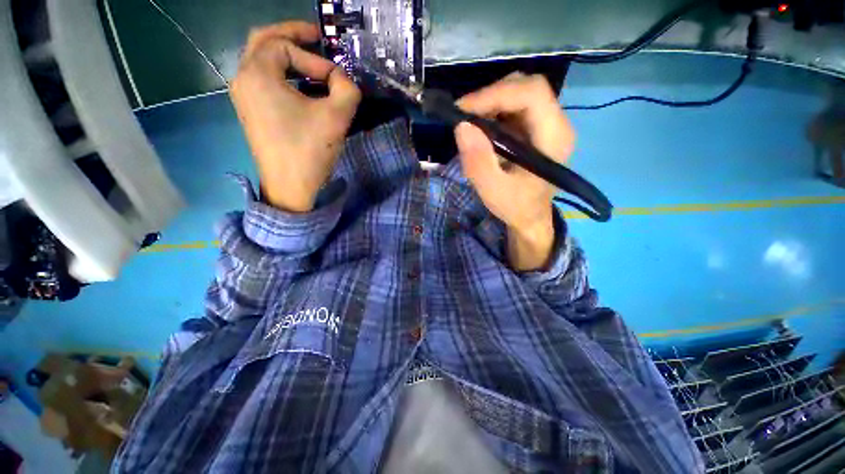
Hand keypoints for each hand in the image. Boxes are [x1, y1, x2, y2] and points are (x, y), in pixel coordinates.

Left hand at [230, 21, 360, 211]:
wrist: (291, 188)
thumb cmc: (310, 151)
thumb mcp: (336, 116)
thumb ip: (347, 87)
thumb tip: (342, 79)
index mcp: (257, 73)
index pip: (286, 47)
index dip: (315, 59)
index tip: (336, 79)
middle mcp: (243, 78)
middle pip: (263, 40)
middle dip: (292, 36)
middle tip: (316, 38)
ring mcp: (244, 96)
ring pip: (261, 60)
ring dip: (287, 55)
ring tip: (311, 62)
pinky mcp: (252, 112)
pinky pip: (263, 80)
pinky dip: (282, 74)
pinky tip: (301, 86)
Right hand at [455, 73, 574, 270]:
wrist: (530, 217)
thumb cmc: (516, 207)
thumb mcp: (494, 191)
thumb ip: (479, 162)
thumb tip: (462, 126)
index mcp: (554, 137)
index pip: (532, 94)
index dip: (496, 94)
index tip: (463, 110)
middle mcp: (556, 123)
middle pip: (527, 87)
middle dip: (492, 95)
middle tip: (464, 115)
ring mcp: (546, 124)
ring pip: (520, 93)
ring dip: (491, 102)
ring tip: (470, 121)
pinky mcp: (535, 129)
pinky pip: (514, 107)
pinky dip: (493, 110)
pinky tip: (481, 127)